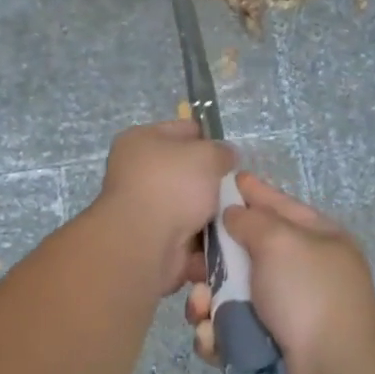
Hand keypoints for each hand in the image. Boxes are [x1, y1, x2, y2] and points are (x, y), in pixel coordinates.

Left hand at [87, 120, 236, 296]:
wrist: (145, 243)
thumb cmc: (172, 186)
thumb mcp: (206, 155)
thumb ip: (222, 152)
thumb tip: (225, 157)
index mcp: (140, 140)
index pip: (184, 130)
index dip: (210, 140)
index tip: (232, 156)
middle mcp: (137, 171)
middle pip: (187, 170)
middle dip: (213, 180)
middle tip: (237, 188)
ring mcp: (144, 207)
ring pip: (190, 204)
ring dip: (212, 210)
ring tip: (236, 213)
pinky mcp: (153, 238)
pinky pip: (188, 233)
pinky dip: (205, 236)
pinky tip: (226, 236)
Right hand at [187, 173, 374, 373]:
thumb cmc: (309, 296)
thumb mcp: (282, 240)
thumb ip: (250, 219)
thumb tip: (231, 213)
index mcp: (313, 240)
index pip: (274, 205)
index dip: (244, 193)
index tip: (210, 182)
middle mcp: (294, 274)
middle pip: (239, 253)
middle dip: (210, 257)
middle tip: (188, 261)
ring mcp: (276, 315)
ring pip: (222, 296)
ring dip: (204, 300)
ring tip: (200, 306)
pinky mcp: (256, 351)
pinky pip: (222, 335)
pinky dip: (214, 336)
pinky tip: (213, 338)